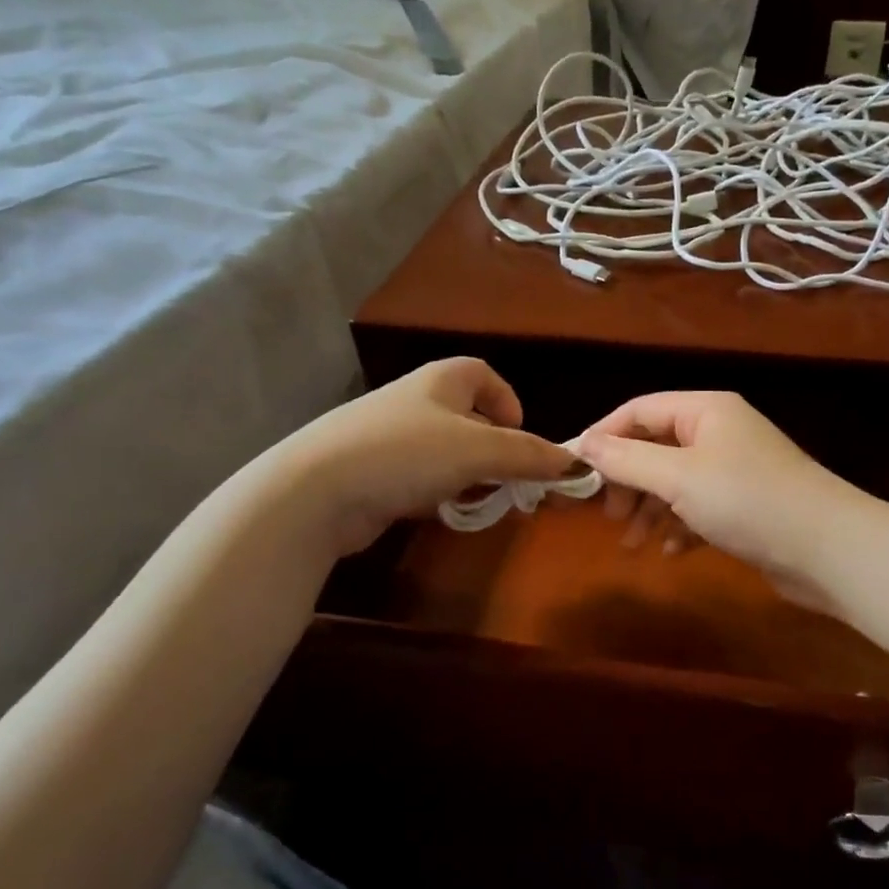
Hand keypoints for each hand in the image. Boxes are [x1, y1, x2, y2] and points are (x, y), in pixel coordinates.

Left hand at [280, 359, 574, 554]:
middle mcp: (414, 401)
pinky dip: (438, 492)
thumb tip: (573, 462)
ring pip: (445, 451)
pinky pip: (419, 477)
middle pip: (467, 416)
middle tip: (512, 479)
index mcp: (439, 381)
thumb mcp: (479, 451)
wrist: (316, 489)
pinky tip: (442, 513)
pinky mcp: (372, 473)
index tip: (521, 436)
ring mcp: (388, 437)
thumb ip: (528, 455)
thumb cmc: (406, 453)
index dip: (507, 401)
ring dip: (469, 475)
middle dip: (494, 447)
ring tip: (482, 501)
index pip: (482, 374)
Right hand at [576, 392, 865, 606]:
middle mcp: (719, 434)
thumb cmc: (747, 500)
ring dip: (649, 510)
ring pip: (674, 483)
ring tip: (632, 543)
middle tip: (608, 515)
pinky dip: (680, 527)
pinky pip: (698, 509)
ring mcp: (734, 471)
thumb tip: (582, 444)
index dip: (604, 437)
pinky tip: (672, 552)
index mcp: (705, 411)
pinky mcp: (745, 507)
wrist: (828, 549)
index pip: (639, 411)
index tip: (575, 471)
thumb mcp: (678, 477)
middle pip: (655, 448)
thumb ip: (626, 460)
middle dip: (628, 481)